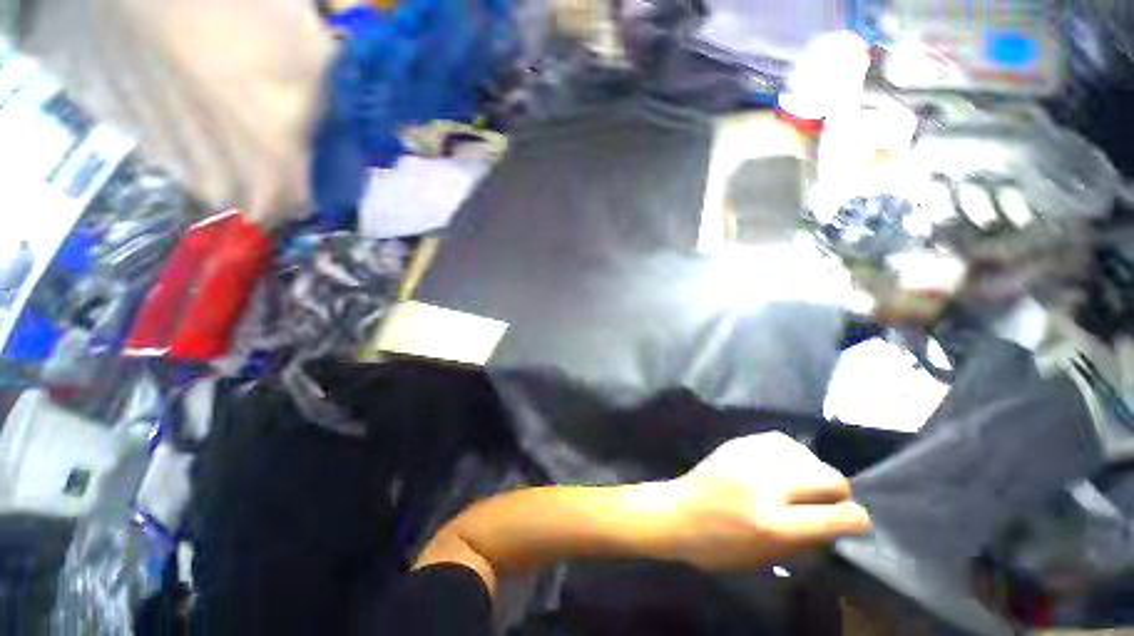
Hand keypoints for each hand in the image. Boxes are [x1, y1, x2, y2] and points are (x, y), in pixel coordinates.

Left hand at [657, 432, 870, 571]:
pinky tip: (782, 466)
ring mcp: (751, 458)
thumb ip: (806, 542)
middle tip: (826, 503)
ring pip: (809, 455)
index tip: (854, 523)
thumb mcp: (766, 560)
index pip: (840, 517)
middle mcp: (767, 485)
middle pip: (831, 478)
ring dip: (814, 472)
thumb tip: (837, 524)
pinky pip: (782, 441)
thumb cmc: (718, 547)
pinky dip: (791, 455)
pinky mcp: (739, 443)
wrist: (677, 511)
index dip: (857, 522)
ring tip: (801, 483)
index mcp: (775, 524)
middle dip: (839, 494)